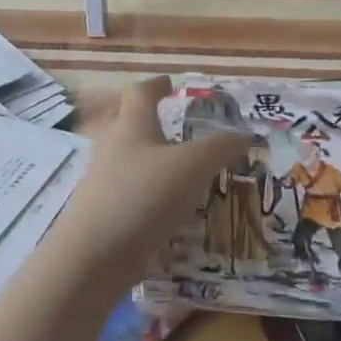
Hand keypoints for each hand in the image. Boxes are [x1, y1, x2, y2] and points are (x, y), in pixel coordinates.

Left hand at [55, 77, 248, 279]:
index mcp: (131, 126)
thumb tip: (246, 134)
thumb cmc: (144, 195)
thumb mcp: (194, 165)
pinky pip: (126, 193)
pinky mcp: (101, 214)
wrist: (94, 256)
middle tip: (170, 124)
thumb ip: (221, 147)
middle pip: (125, 124)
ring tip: (175, 169)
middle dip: (146, 121)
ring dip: (147, 159)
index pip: (140, 93)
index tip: (169, 83)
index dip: (156, 85)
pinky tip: (165, 208)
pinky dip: (145, 193)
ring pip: (125, 160)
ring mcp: (102, 182)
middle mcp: (111, 147)